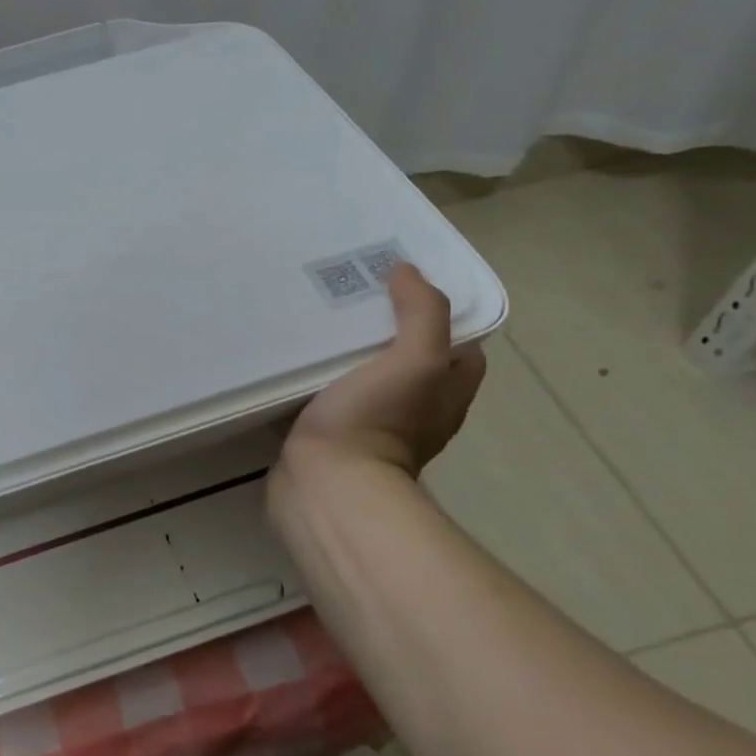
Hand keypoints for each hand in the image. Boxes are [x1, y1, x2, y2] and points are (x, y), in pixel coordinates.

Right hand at [283, 263, 485, 476]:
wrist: (325, 485)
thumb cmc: (376, 421)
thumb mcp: (415, 361)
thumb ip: (422, 313)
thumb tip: (408, 270)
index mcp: (445, 395)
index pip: (460, 349)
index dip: (444, 318)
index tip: (407, 289)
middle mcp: (416, 413)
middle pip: (410, 362)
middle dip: (388, 331)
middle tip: (355, 297)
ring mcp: (371, 427)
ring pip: (366, 379)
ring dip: (349, 355)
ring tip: (320, 319)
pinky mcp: (332, 438)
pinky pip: (329, 398)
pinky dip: (317, 379)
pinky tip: (295, 358)